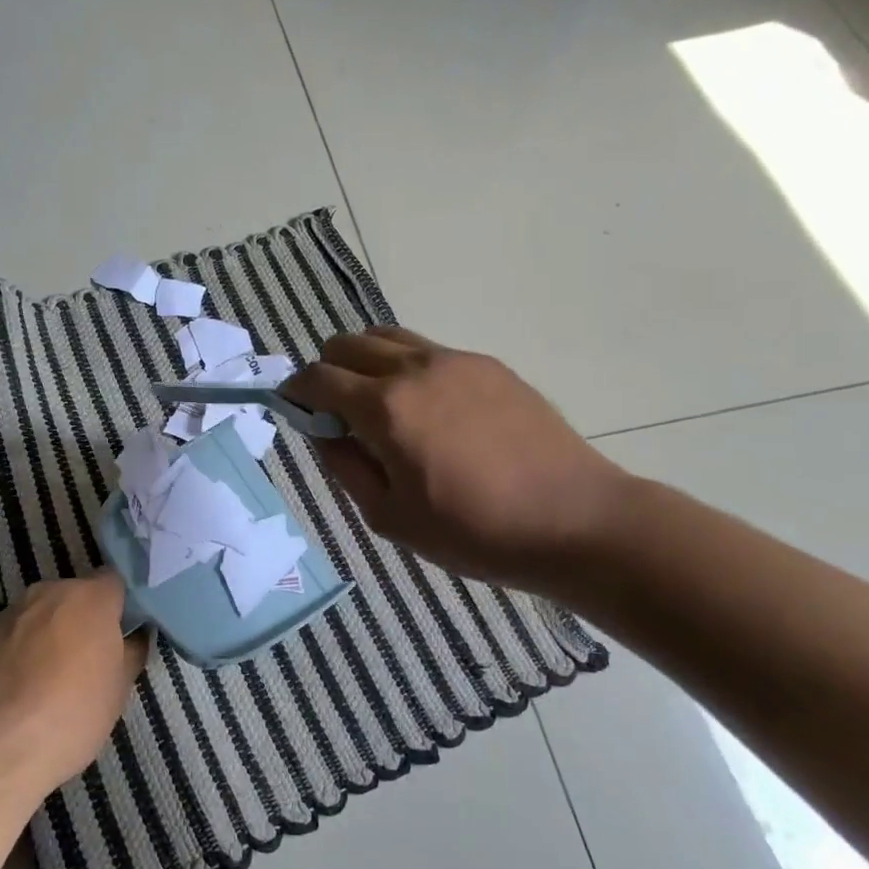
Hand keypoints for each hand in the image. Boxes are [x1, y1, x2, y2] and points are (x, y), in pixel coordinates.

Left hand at [0, 571, 148, 802]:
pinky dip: (19, 656)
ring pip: (41, 617)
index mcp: (89, 596)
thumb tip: (133, 637)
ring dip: (49, 637)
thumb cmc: (68, 715)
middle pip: (75, 597)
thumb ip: (130, 653)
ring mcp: (8, 614)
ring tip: (51, 683)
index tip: (126, 633)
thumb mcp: (118, 690)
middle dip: (84, 621)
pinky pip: (12, 639)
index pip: (115, 582)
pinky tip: (18, 695)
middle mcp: (47, 593)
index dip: (122, 605)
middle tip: (91, 661)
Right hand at [281, 327, 627, 590]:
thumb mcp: (391, 517)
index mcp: (385, 407)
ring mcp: (455, 360)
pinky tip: (429, 409)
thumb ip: (346, 467)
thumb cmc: (474, 531)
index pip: (318, 377)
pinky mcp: (488, 365)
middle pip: (347, 344)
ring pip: (387, 337)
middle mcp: (414, 369)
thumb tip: (323, 431)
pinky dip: (407, 366)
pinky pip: (428, 350)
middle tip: (337, 413)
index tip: (294, 410)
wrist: (574, 519)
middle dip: (327, 370)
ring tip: (379, 404)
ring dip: (366, 361)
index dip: (295, 391)